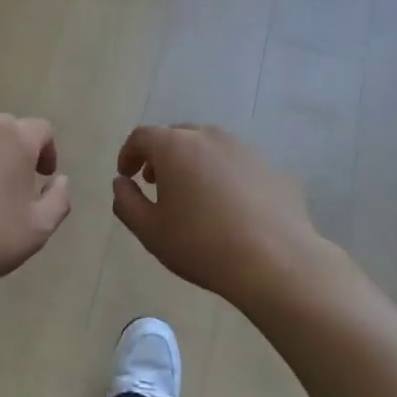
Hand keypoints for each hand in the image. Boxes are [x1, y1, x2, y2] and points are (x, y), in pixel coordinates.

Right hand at [112, 125, 325, 305]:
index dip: (129, 153)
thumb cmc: (201, 245)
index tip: (127, 175)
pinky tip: (229, 208)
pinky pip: (237, 164)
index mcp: (175, 147)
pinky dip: (224, 176)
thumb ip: (126, 202)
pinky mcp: (271, 167)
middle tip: (156, 183)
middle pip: (177, 135)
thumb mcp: (150, 231)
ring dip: (194, 163)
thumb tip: (121, 182)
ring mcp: (245, 149)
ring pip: (210, 147)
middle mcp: (209, 137)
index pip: (142, 136)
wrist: (275, 261)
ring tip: (193, 195)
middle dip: (161, 155)